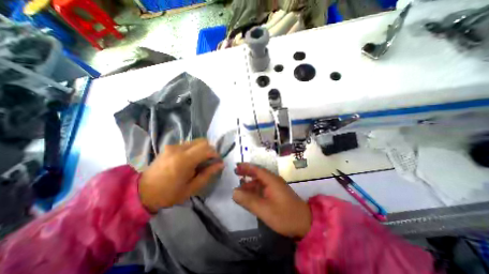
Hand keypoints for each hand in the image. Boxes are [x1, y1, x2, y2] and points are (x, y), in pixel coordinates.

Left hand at [138, 139, 223, 212]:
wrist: (142, 192)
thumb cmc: (169, 194)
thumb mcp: (192, 188)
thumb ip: (208, 174)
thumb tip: (221, 164)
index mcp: (184, 160)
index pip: (207, 149)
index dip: (215, 154)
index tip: (217, 162)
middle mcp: (178, 149)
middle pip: (203, 141)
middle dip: (210, 150)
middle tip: (209, 161)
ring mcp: (173, 146)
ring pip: (196, 141)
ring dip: (202, 149)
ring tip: (199, 161)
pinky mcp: (169, 146)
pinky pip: (188, 144)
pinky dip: (194, 149)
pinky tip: (190, 160)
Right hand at [231, 164, 308, 238]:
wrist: (305, 223)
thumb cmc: (284, 215)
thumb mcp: (264, 209)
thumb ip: (248, 200)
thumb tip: (233, 192)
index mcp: (272, 180)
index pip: (257, 169)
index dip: (246, 167)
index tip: (237, 165)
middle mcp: (274, 180)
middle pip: (258, 174)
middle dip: (247, 172)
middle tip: (236, 172)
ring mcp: (276, 187)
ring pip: (260, 182)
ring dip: (250, 183)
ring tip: (239, 188)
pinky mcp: (277, 193)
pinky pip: (263, 188)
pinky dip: (255, 189)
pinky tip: (250, 195)